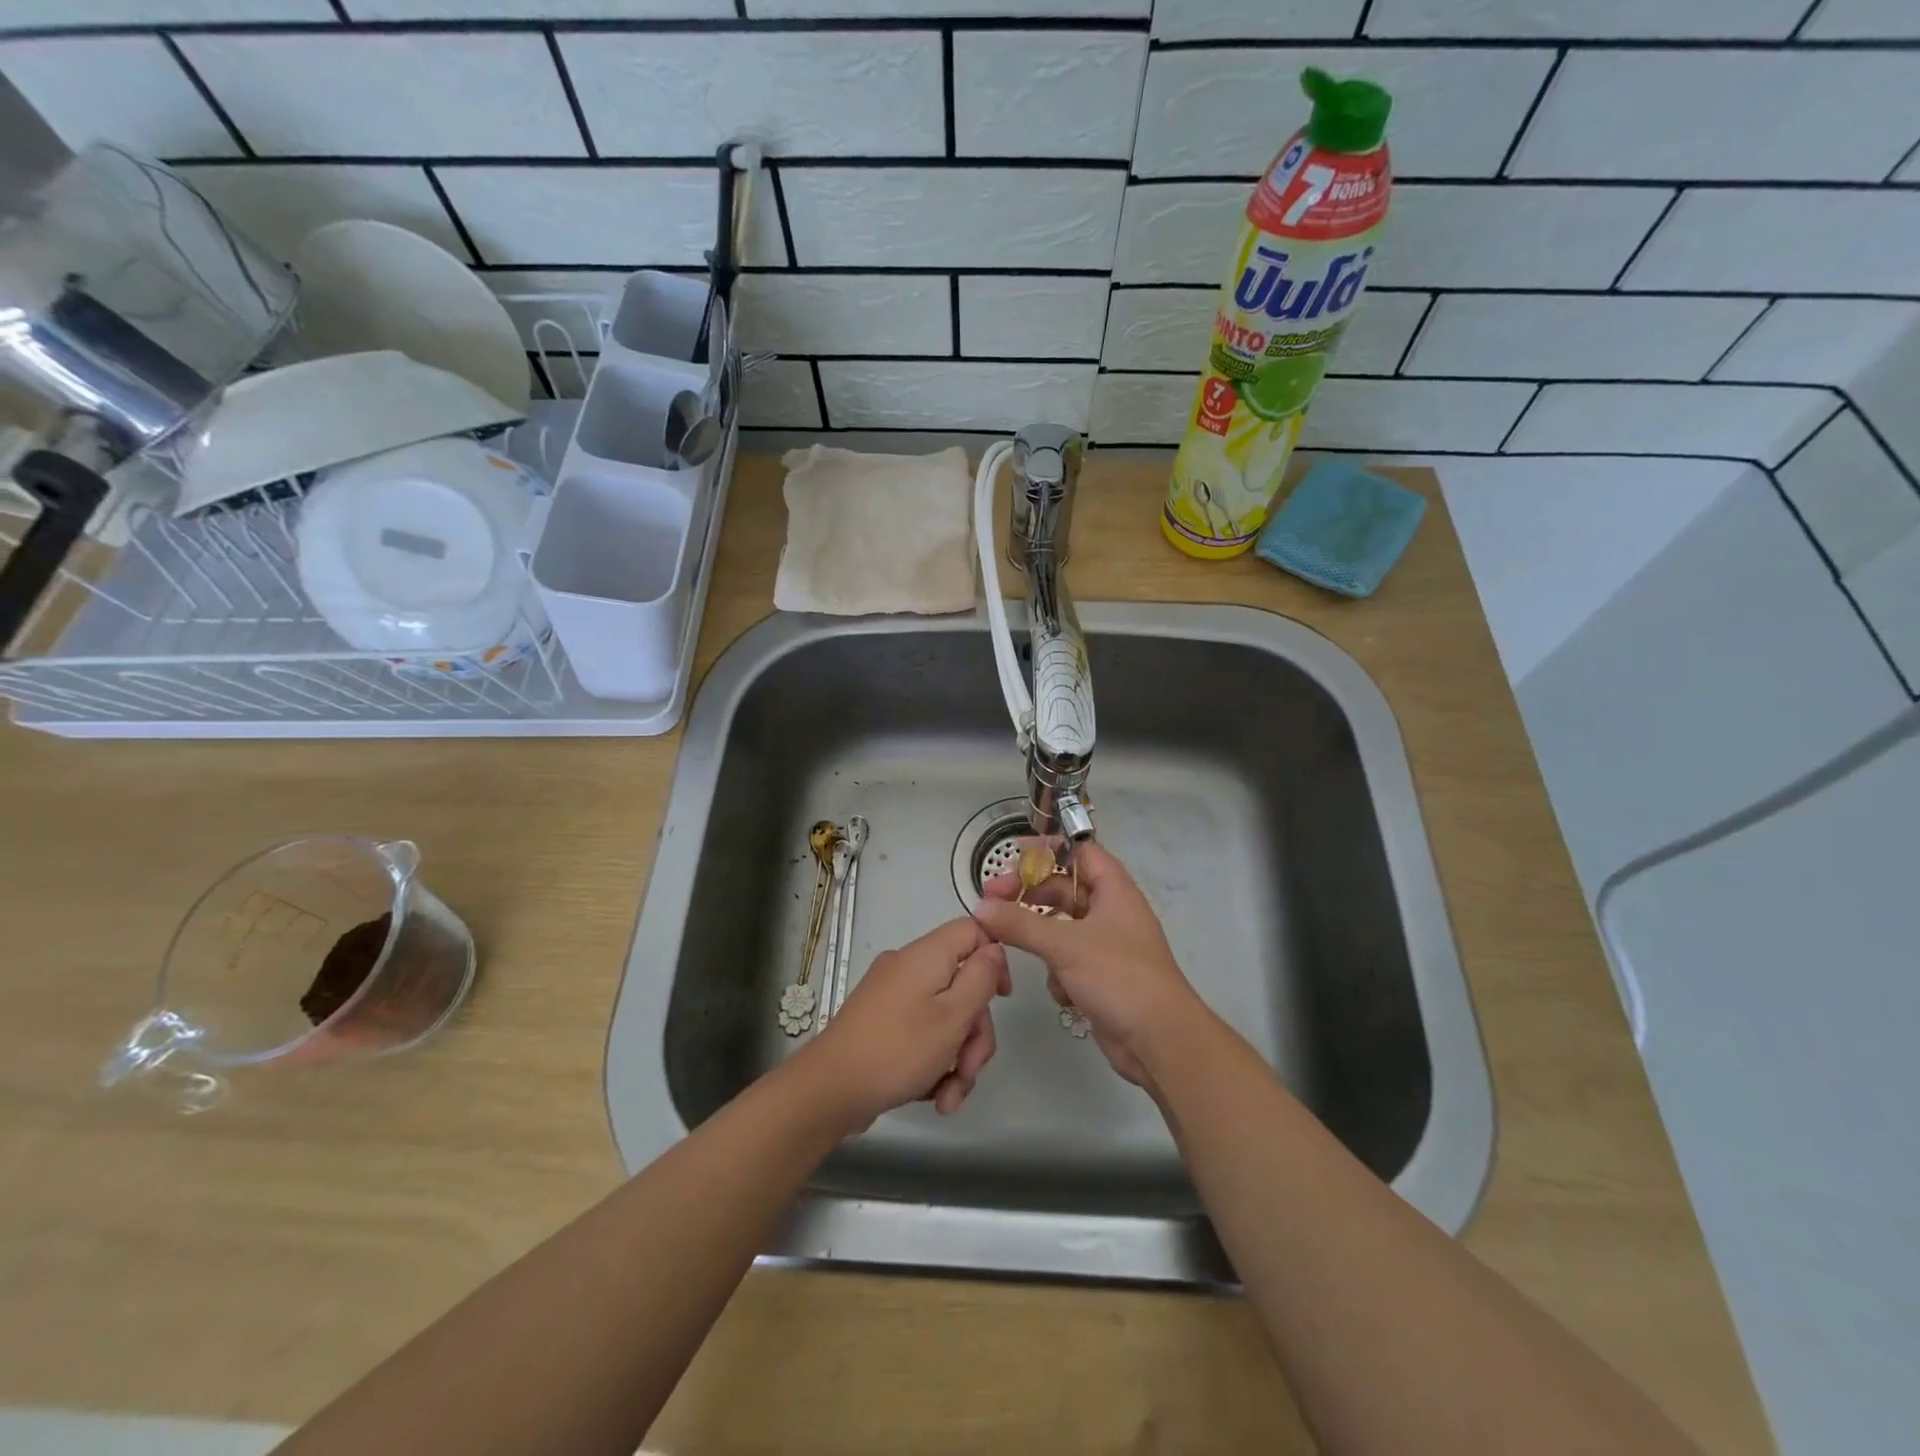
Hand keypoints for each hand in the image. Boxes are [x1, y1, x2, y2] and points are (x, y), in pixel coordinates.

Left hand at [802, 917, 1010, 1127]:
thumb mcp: (953, 1016)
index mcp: (926, 955)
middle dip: (973, 1033)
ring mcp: (892, 996)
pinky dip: (933, 1062)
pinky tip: (933, 1096)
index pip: (973, 931)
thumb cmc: (899, 1049)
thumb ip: (981, 978)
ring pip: (944, 1016)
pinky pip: (921, 1032)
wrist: (830, 1089)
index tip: (1002, 999)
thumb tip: (993, 950)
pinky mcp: (882, 1023)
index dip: (995, 960)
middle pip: (962, 985)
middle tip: (969, 1069)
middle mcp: (908, 967)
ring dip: (956, 1058)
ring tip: (949, 1098)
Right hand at [973, 839, 1206, 1088]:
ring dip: (1040, 937)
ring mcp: (1107, 946)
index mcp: (1114, 890)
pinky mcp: (1102, 977)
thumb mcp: (1064, 945)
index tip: (1014, 856)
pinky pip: (1069, 961)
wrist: (1159, 1040)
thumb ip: (1019, 923)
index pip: (1080, 852)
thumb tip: (980, 907)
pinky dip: (1059, 972)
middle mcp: (1112, 912)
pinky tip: (1061, 990)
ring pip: (1062, 927)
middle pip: (1064, 889)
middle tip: (993, 901)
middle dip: (1030, 895)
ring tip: (1010, 942)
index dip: (1049, 850)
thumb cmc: (1118, 977)